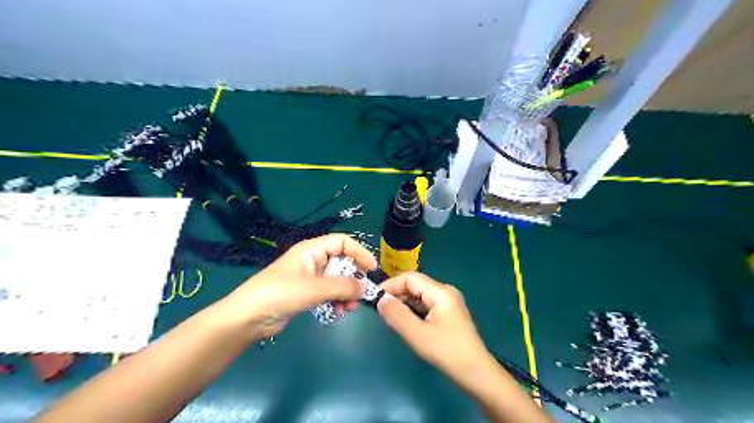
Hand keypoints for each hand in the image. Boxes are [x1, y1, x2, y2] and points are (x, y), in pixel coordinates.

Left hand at [222, 233, 376, 338]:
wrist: (248, 317)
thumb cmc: (281, 293)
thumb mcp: (314, 288)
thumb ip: (342, 286)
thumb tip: (365, 288)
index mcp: (312, 249)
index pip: (343, 242)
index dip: (359, 252)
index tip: (371, 269)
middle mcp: (312, 260)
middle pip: (341, 262)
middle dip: (353, 278)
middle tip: (360, 294)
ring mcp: (309, 277)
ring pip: (336, 280)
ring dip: (346, 292)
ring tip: (348, 308)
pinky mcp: (306, 293)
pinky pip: (328, 292)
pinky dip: (336, 300)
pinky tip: (338, 313)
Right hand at [377, 275, 496, 386]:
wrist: (476, 373)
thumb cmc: (447, 352)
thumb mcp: (417, 334)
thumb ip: (397, 314)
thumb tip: (380, 299)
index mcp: (441, 292)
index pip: (410, 278)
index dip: (391, 285)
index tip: (375, 298)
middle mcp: (445, 291)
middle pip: (415, 285)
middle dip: (397, 294)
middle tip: (381, 310)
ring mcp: (448, 302)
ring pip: (420, 295)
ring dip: (404, 303)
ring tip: (391, 317)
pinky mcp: (449, 313)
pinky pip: (426, 304)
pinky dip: (413, 310)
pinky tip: (406, 322)